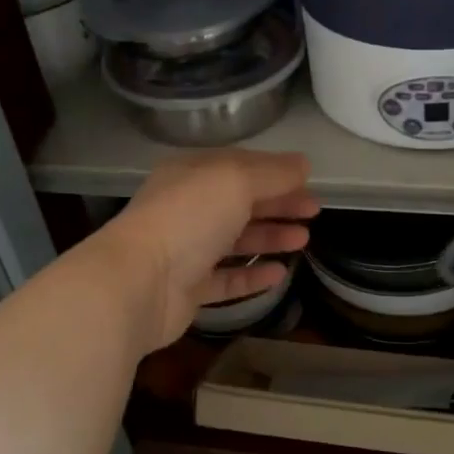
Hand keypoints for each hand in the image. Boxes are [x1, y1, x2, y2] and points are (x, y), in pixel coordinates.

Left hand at [98, 150, 317, 352]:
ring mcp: (185, 250)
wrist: (139, 282)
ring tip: (303, 240)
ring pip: (235, 240)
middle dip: (278, 204)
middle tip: (314, 212)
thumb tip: (303, 164)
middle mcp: (187, 208)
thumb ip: (273, 173)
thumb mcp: (236, 181)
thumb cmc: (188, 218)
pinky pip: (226, 279)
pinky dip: (252, 275)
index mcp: (192, 174)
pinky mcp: (187, 289)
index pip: (239, 166)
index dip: (275, 172)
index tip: (308, 182)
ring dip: (269, 237)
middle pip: (240, 203)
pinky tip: (280, 274)